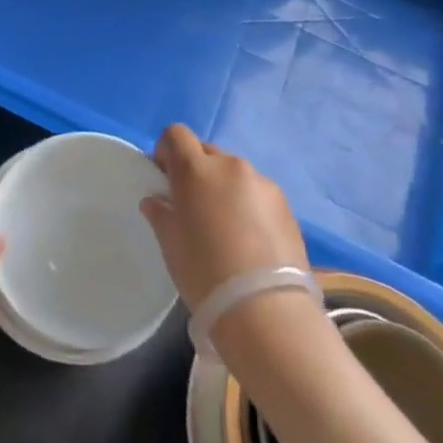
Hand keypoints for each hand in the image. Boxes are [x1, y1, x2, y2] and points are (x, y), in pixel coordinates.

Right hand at [140, 123, 308, 312]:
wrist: (264, 309)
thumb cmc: (204, 271)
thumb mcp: (170, 243)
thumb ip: (161, 213)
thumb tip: (156, 200)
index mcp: (196, 169)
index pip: (176, 134)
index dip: (167, 151)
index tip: (164, 178)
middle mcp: (231, 166)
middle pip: (206, 152)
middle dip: (195, 170)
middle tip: (191, 205)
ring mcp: (263, 184)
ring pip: (234, 173)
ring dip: (223, 188)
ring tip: (224, 227)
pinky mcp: (286, 206)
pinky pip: (257, 193)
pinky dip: (247, 205)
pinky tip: (248, 239)